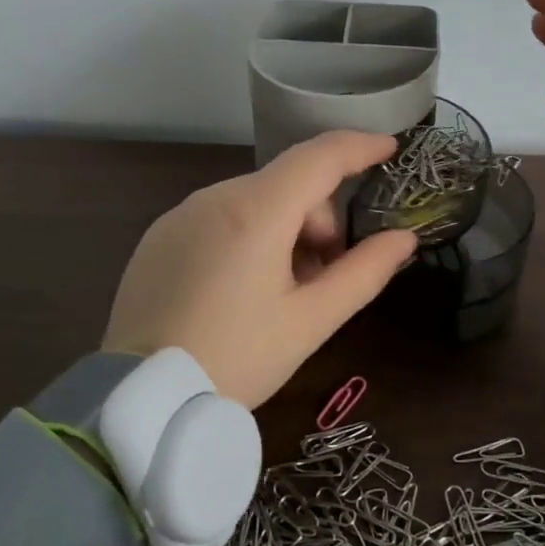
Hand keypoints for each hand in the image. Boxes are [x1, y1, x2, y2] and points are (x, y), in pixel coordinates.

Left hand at [101, 131, 417, 408]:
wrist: (141, 399)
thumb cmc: (236, 359)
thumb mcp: (311, 322)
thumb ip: (365, 273)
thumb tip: (404, 239)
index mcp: (255, 212)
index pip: (319, 157)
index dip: (360, 146)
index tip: (391, 148)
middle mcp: (214, 197)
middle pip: (289, 186)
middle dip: (320, 221)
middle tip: (325, 278)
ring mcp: (181, 215)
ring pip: (256, 201)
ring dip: (285, 231)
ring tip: (283, 292)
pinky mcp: (160, 236)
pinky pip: (221, 218)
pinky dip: (249, 238)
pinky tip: (242, 291)